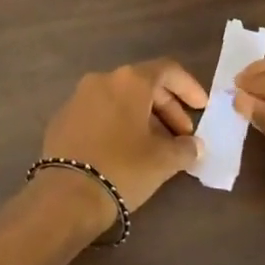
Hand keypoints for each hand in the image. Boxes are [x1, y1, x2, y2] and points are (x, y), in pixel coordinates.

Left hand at [39, 59, 207, 222]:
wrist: (67, 194)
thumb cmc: (123, 168)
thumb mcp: (164, 161)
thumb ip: (185, 148)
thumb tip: (193, 145)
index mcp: (129, 81)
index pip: (167, 70)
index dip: (189, 87)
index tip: (201, 108)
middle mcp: (101, 80)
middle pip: (143, 84)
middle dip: (167, 107)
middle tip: (182, 135)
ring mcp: (77, 98)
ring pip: (120, 99)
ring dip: (143, 117)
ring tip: (157, 146)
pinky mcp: (62, 118)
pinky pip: (99, 112)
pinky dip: (118, 124)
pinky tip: (126, 150)